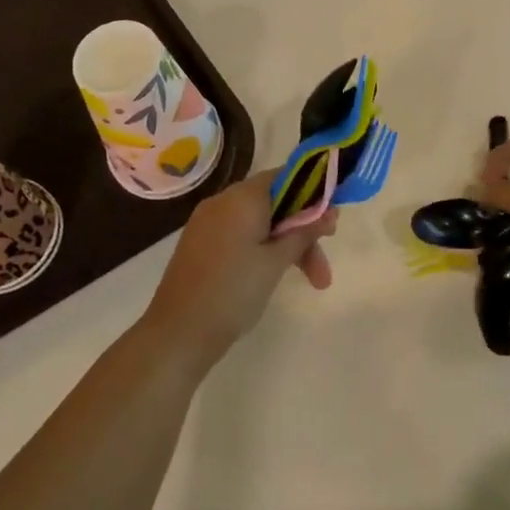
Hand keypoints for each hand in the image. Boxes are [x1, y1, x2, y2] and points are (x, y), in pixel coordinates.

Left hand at [140, 168, 337, 364]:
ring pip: (259, 223)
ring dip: (287, 246)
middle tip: (324, 266)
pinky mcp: (201, 244)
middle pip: (275, 203)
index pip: (285, 176)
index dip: (313, 194)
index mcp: (241, 198)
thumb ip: (304, 231)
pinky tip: (275, 275)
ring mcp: (208, 223)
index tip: (332, 223)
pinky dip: (263, 250)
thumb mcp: (276, 262)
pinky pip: (241, 235)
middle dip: (303, 231)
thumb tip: (329, 209)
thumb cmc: (233, 292)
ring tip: (313, 283)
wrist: (178, 332)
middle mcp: (222, 202)